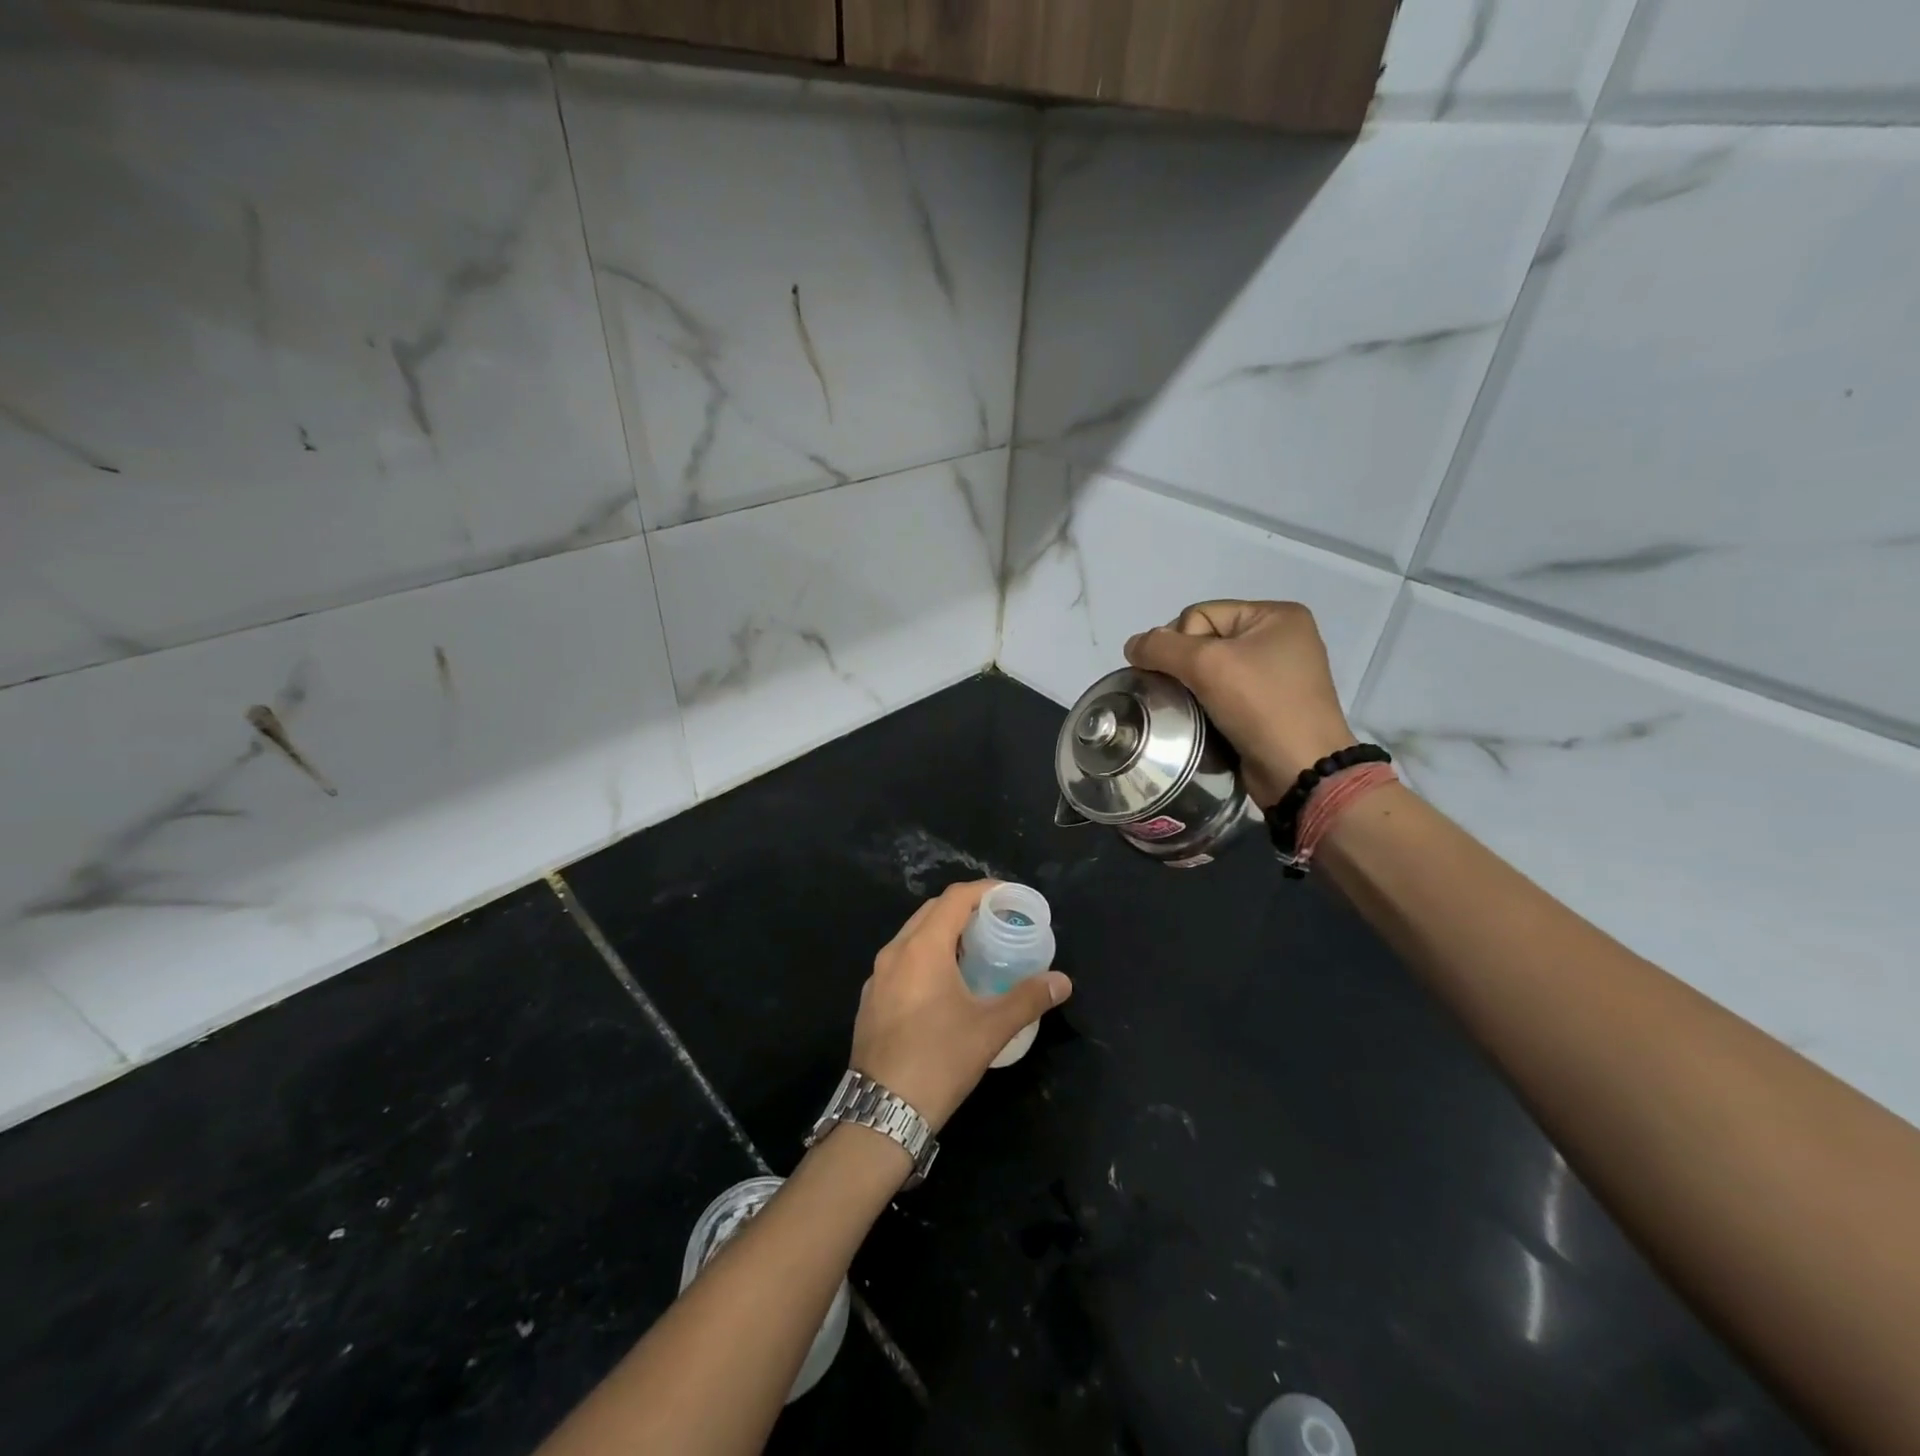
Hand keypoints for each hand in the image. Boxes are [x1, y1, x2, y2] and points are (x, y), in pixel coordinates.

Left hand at [851, 881, 1072, 1130]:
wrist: (882, 1112)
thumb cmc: (939, 1060)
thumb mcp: (991, 1029)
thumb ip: (1028, 999)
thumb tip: (1063, 981)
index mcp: (922, 948)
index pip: (954, 898)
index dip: (984, 891)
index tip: (1009, 896)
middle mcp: (894, 952)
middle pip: (931, 911)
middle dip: (964, 908)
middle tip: (996, 921)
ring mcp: (877, 976)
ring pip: (913, 936)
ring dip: (943, 932)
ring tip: (974, 949)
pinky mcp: (870, 999)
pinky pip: (901, 960)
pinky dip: (925, 956)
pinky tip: (944, 983)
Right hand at [1125, 600, 1355, 805]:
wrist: (1300, 770)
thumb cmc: (1260, 706)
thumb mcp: (1207, 665)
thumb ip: (1161, 647)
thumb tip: (1132, 645)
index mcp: (1276, 615)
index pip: (1201, 614)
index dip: (1180, 642)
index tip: (1185, 675)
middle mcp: (1280, 639)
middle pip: (1204, 640)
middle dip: (1185, 665)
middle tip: (1184, 693)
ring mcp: (1277, 674)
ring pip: (1211, 669)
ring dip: (1192, 687)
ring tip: (1189, 709)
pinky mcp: (1269, 705)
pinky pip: (1224, 693)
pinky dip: (1207, 704)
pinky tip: (1203, 719)